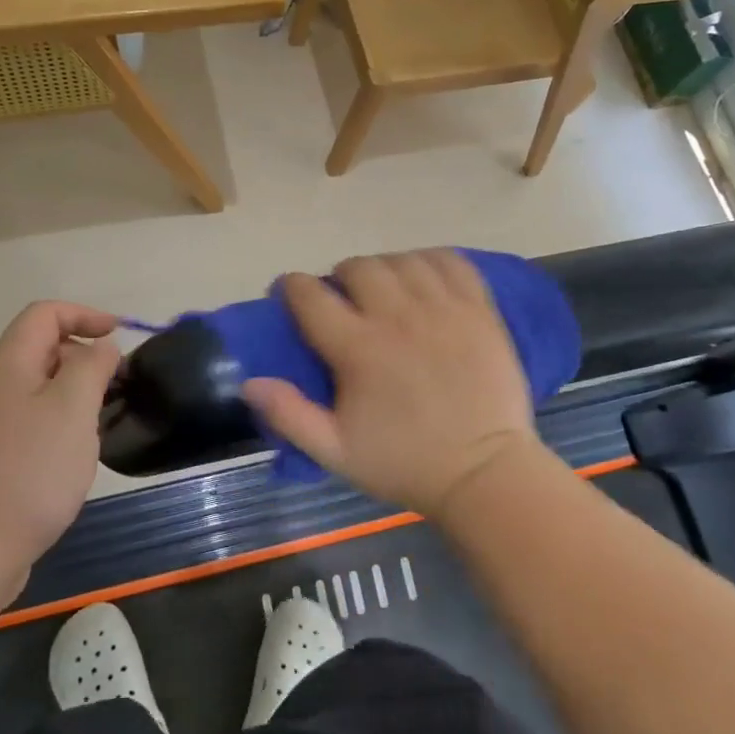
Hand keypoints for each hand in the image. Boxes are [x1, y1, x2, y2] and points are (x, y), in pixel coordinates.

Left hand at [0, 302, 120, 571]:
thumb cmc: (28, 471)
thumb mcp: (73, 408)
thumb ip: (92, 366)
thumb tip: (100, 349)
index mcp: (7, 365)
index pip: (44, 314)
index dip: (85, 315)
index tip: (119, 337)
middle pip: (41, 349)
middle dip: (84, 357)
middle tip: (117, 387)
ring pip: (38, 389)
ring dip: (75, 394)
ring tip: (102, 423)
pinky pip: (30, 421)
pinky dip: (59, 423)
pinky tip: (75, 457)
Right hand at [242, 250, 545, 518]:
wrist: (484, 473)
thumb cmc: (405, 463)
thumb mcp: (335, 451)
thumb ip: (289, 415)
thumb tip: (250, 381)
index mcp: (358, 348)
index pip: (310, 295)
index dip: (291, 286)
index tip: (288, 293)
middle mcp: (398, 316)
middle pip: (358, 267)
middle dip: (341, 277)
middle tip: (344, 299)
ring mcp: (443, 308)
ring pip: (402, 260)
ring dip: (384, 269)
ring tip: (385, 290)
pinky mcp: (478, 309)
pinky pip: (450, 262)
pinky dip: (430, 261)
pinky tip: (424, 279)